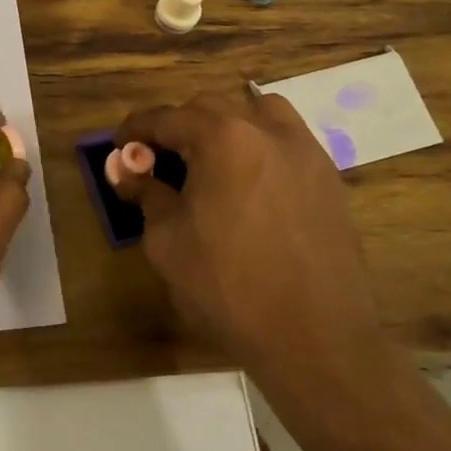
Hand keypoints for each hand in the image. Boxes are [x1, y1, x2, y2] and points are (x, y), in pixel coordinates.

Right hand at [114, 85, 393, 419]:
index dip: (136, 129)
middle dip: (178, 128)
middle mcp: (266, 130)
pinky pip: (286, 142)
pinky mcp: (330, 180)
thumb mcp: (167, 241)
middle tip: (159, 161)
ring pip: (257, 113)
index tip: (120, 147)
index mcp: (222, 138)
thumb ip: (145, 193)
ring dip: (226, 126)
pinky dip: (260, 147)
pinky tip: (248, 185)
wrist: (317, 341)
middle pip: (210, 109)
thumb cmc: (229, 287)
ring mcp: (305, 152)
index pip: (166, 117)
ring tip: (211, 162)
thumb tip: (125, 169)